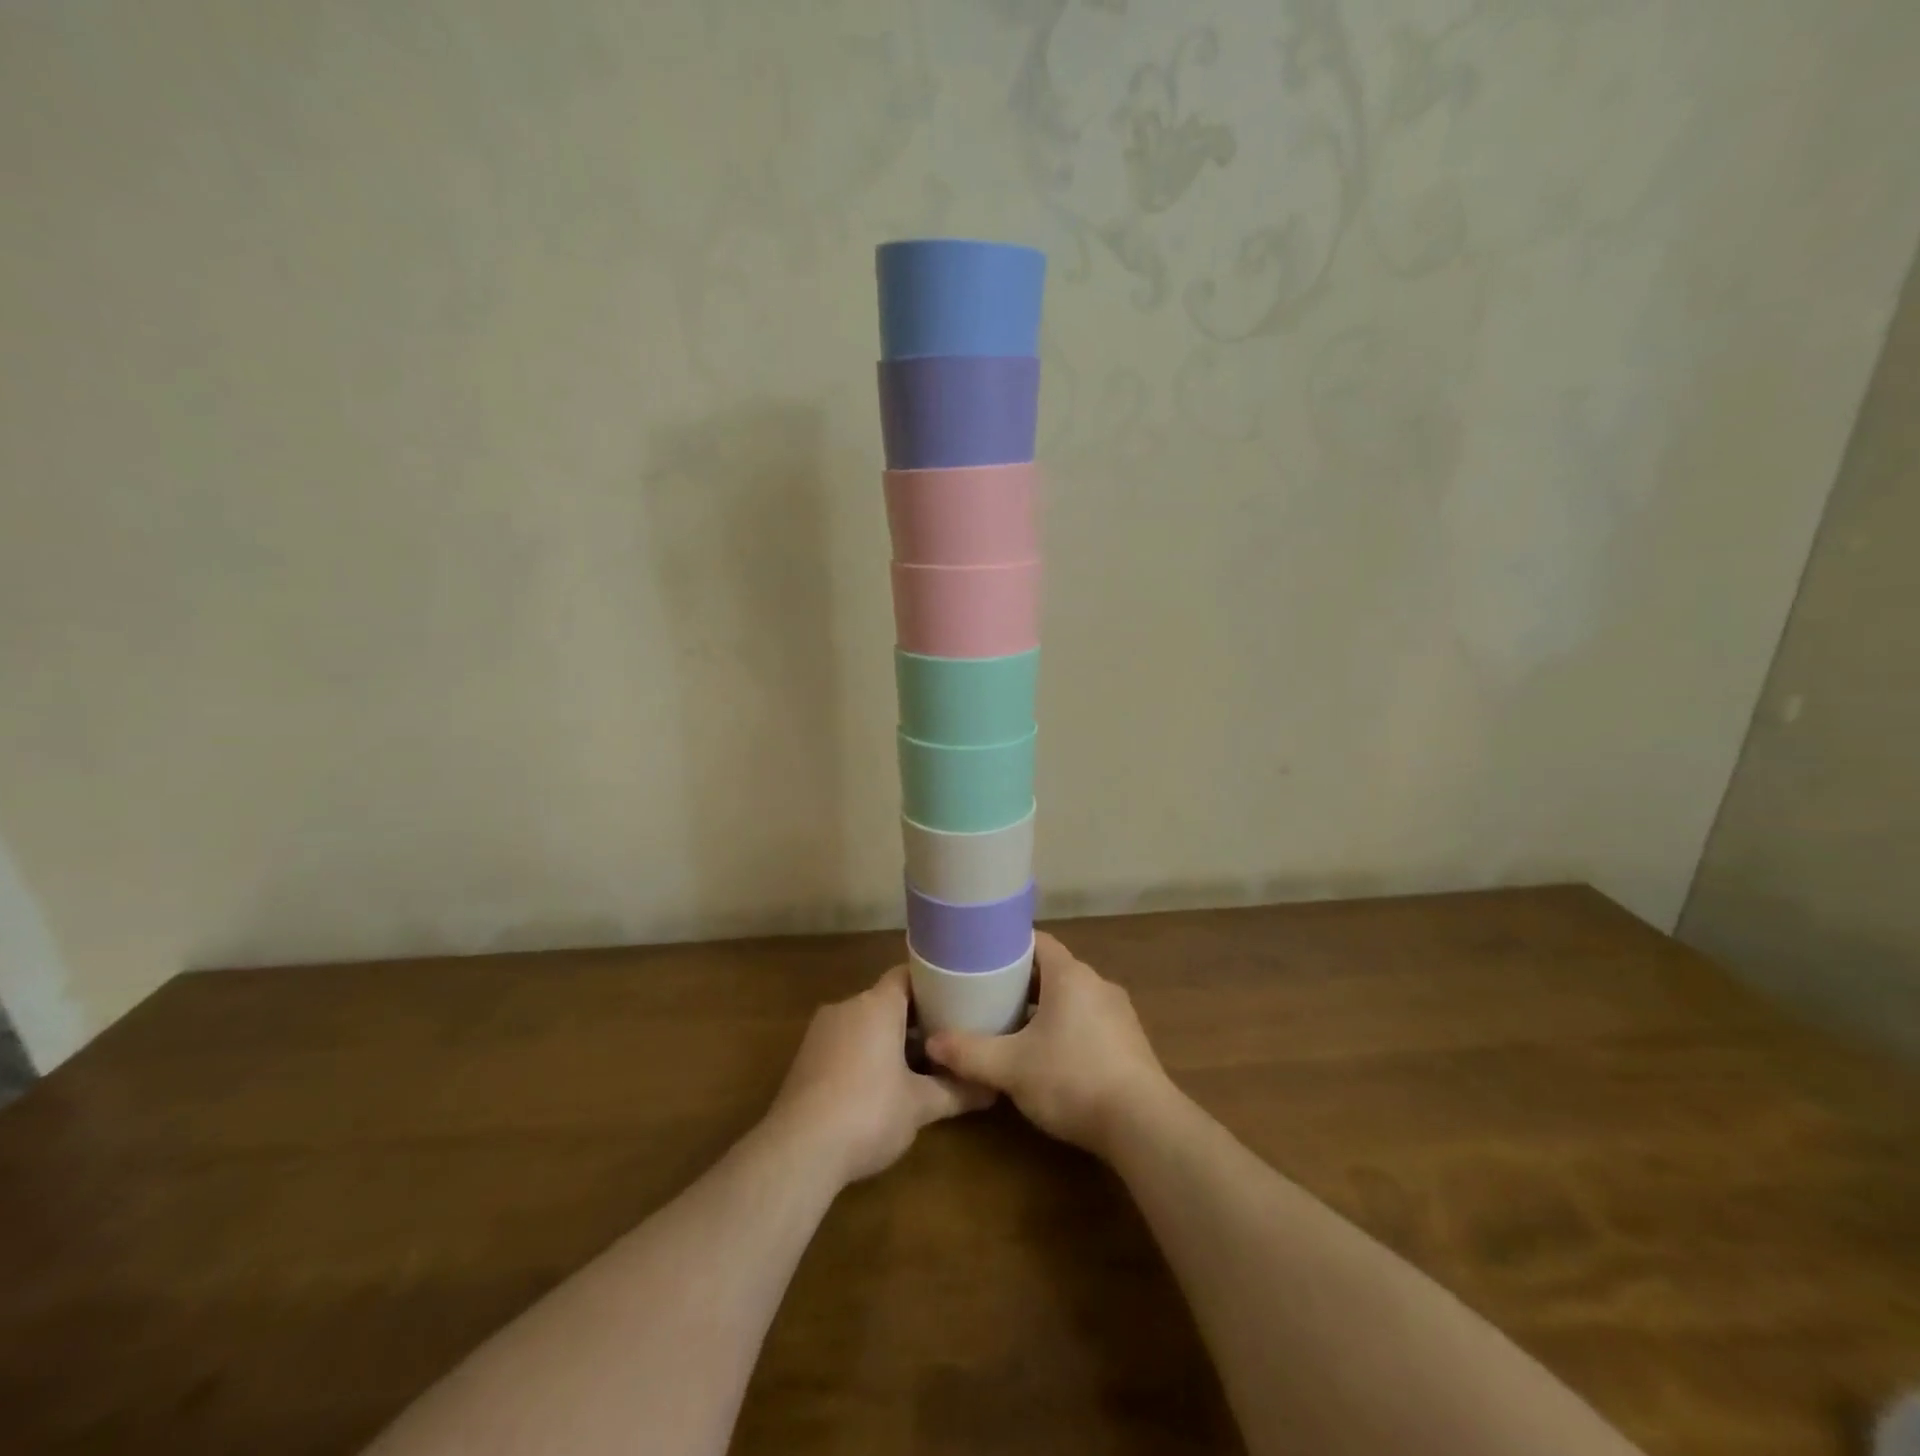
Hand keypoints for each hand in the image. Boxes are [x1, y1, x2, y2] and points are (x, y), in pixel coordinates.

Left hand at [768, 964, 992, 1186]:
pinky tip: (881, 1086)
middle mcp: (847, 1007)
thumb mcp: (920, 1105)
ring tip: (920, 1065)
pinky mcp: (805, 1058)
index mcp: (877, 1004)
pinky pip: (845, 1043)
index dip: (933, 984)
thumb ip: (957, 1092)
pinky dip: (865, 1054)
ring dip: (889, 1039)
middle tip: (946, 1038)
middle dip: (915, 1019)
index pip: (907, 975)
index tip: (957, 999)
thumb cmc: (868, 1112)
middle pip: (887, 1000)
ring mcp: (821, 1032)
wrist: (798, 1150)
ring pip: (864, 1023)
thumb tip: (993, 1091)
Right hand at [925, 932, 1171, 1158]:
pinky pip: (1090, 1020)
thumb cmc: (1072, 1079)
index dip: (1008, 946)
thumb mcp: (1011, 1068)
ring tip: (1014, 1026)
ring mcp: (1119, 1012)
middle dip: (1021, 981)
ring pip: (1072, 997)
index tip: (981, 958)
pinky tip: (1050, 1056)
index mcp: (1070, 976)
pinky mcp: (1130, 1041)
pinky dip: (1067, 1027)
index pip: (1037, 941)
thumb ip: (969, 1053)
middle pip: (1053, 970)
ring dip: (1045, 1007)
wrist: (1143, 1124)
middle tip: (988, 995)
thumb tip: (931, 1043)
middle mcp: (1097, 984)